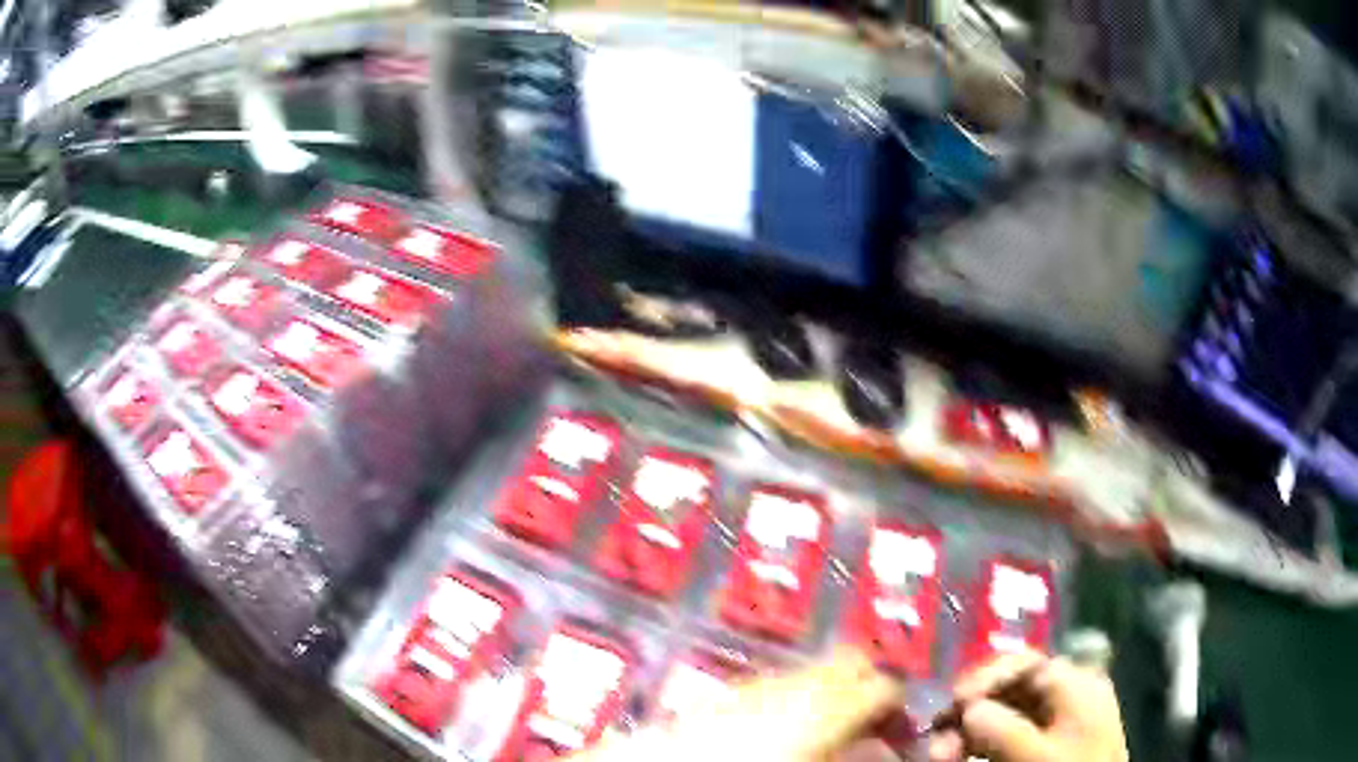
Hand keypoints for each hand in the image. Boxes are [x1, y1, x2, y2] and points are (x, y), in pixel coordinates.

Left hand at [570, 648, 903, 761]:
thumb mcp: (819, 759)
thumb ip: (854, 751)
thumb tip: (878, 747)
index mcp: (826, 706)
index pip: (887, 687)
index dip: (902, 709)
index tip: (902, 732)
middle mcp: (796, 683)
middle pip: (854, 662)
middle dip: (870, 687)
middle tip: (872, 723)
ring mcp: (759, 682)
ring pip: (815, 669)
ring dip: (832, 691)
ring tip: (828, 729)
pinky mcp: (728, 691)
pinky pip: (777, 682)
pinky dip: (794, 697)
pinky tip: (782, 729)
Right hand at [929, 650, 1127, 761]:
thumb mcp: (1035, 754)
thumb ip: (1001, 728)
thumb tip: (969, 709)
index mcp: (1075, 683)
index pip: (1024, 662)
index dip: (984, 677)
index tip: (952, 703)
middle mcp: (1066, 695)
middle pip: (1008, 690)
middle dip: (968, 712)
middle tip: (936, 737)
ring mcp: (1056, 723)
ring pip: (1003, 717)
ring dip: (967, 733)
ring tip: (940, 755)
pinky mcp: (1046, 747)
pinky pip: (1007, 738)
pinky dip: (980, 746)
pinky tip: (959, 758)